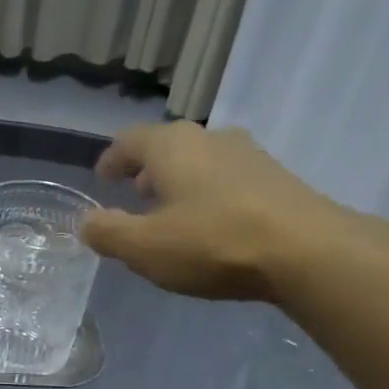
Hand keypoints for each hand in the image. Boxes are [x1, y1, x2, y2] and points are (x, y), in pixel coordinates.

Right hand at [80, 122, 388, 300]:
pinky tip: (211, 224)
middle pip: (168, 147)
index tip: (101, 178)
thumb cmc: (212, 243)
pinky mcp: (275, 179)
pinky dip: (208, 195)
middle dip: (146, 170)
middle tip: (133, 194)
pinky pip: (227, 180)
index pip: (129, 141)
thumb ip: (108, 233)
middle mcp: (210, 138)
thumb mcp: (144, 247)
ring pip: (200, 162)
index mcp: (172, 146)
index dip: (111, 160)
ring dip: (179, 183)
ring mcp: (248, 155)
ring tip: (171, 212)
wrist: (303, 250)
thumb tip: (85, 221)